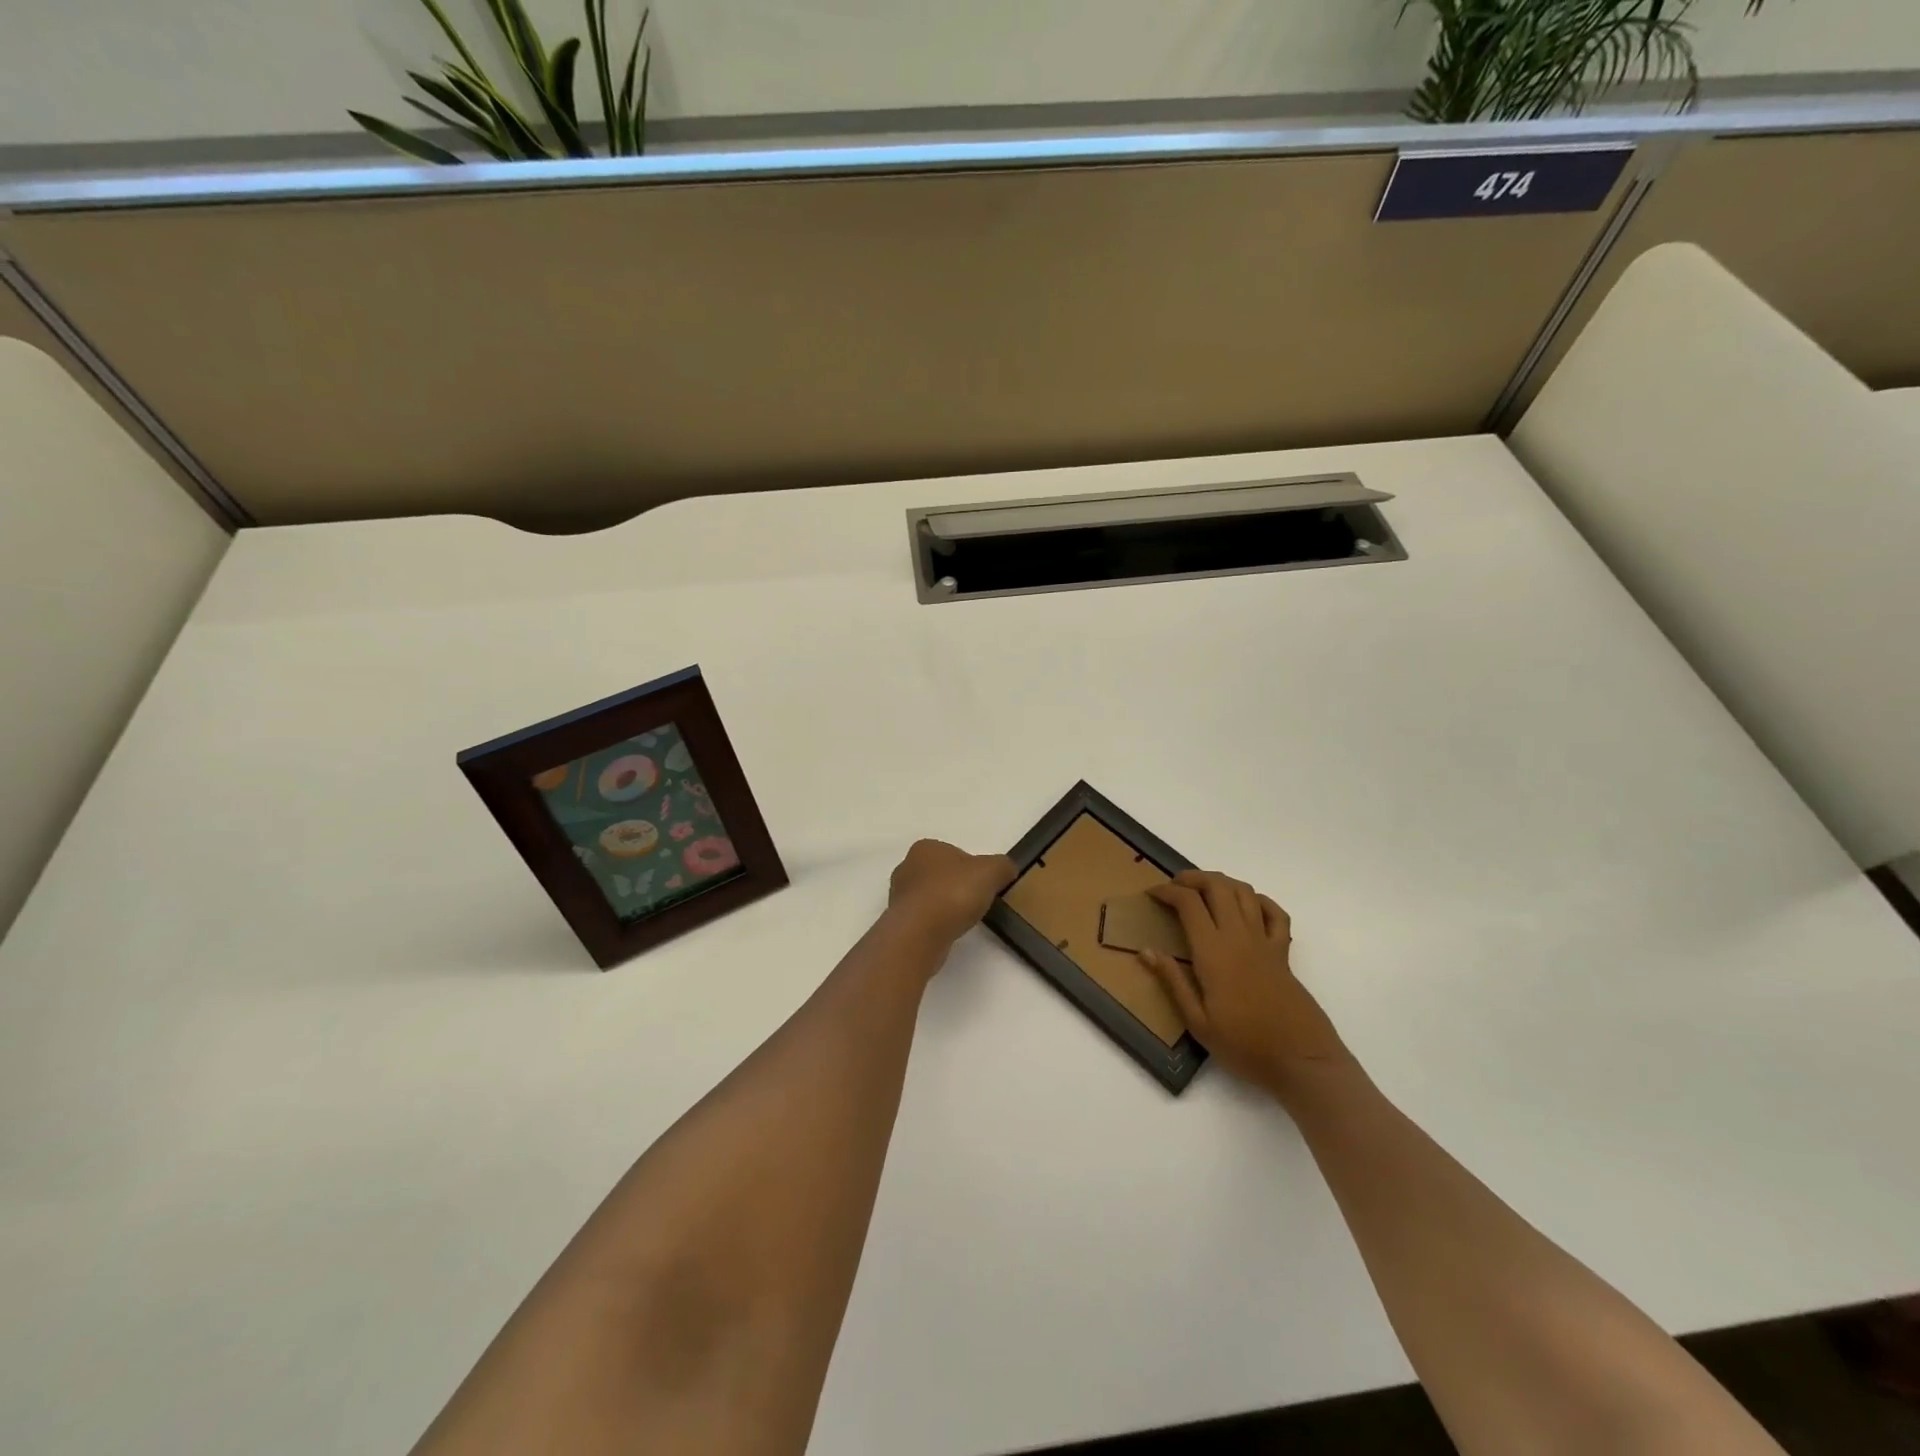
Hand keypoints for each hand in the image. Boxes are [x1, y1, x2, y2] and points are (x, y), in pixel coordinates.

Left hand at [886, 840, 1016, 948]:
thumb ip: (1003, 866)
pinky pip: (922, 918)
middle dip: (957, 887)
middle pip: (940, 875)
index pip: (953, 854)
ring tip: (962, 920)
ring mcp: (898, 896)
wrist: (921, 933)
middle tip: (975, 902)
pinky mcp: (898, 922)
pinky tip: (947, 932)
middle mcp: (906, 867)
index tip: (983, 885)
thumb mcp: (991, 871)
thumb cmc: (954, 893)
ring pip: (929, 897)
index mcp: (925, 848)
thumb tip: (1007, 870)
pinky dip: (935, 924)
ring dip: (945, 906)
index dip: (971, 868)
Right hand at [1140, 870, 1353, 1094]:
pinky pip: (1275, 913)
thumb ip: (1173, 981)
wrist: (1301, 1060)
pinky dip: (1259, 900)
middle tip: (1175, 886)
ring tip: (1204, 889)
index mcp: (1213, 951)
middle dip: (1193, 878)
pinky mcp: (1284, 953)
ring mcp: (1264, 941)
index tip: (1152, 894)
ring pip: (1244, 892)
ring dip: (1221, 882)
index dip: (1167, 891)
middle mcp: (1239, 936)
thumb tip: (1146, 951)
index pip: (1188, 903)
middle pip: (1217, 886)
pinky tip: (1246, 906)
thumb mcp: (1198, 1022)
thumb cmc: (1244, 1045)